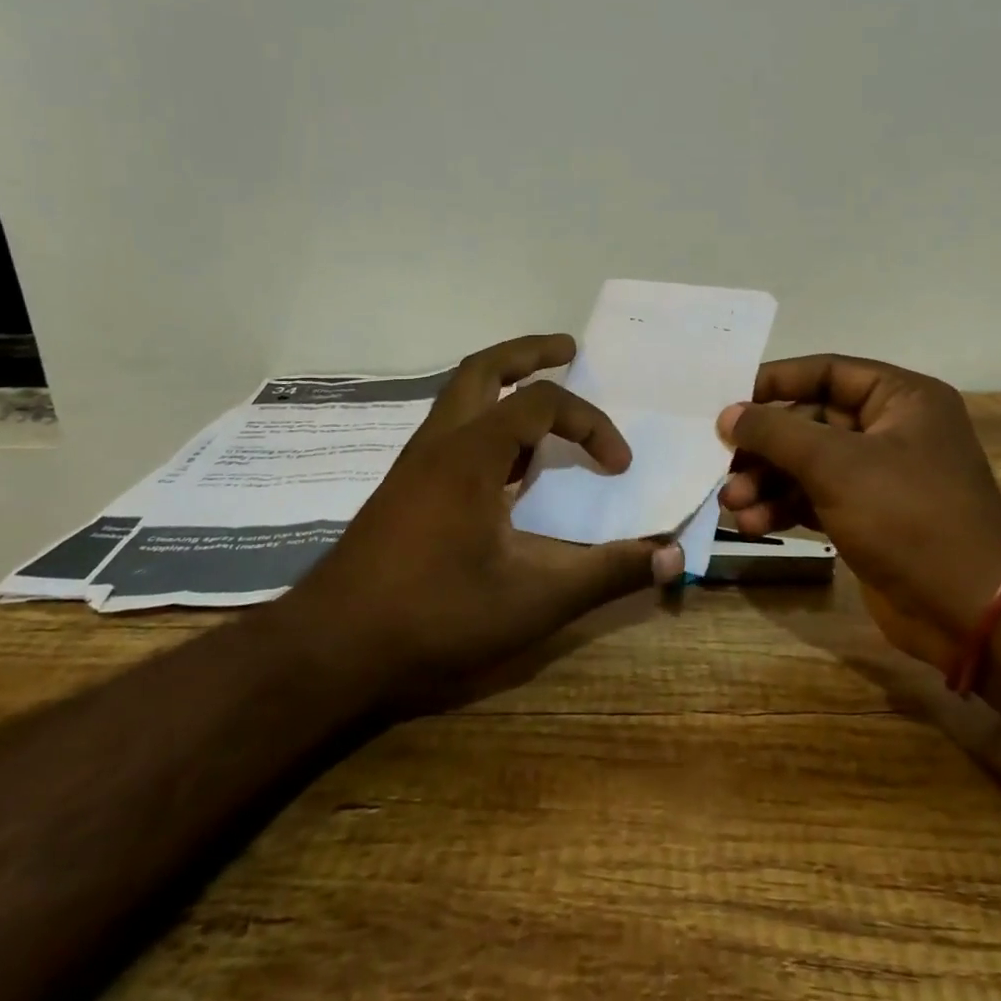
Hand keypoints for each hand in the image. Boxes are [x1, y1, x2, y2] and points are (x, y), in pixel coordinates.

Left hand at [292, 334, 682, 686]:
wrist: (329, 651)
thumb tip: (671, 555)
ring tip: (543, 408)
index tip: (618, 465)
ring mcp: (413, 466)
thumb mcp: (534, 600)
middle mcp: (439, 445)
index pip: (543, 405)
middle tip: (569, 349)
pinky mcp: (402, 491)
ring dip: (503, 387)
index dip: (591, 424)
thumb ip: (606, 573)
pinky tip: (504, 468)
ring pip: (460, 399)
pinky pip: (451, 434)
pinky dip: (486, 427)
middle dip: (530, 353)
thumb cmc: (434, 616)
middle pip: (483, 370)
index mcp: (471, 454)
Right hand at [717, 355, 1000, 675]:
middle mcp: (893, 430)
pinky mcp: (869, 518)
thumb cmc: (907, 516)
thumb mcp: (836, 465)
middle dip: (766, 447)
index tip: (728, 399)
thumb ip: (776, 433)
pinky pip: (816, 499)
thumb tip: (728, 415)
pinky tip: (753, 525)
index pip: (827, 372)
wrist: (967, 610)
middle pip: (811, 422)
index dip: (775, 382)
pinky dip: (784, 508)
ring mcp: (881, 477)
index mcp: (902, 398)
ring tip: (732, 504)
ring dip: (768, 482)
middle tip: (723, 463)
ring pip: (809, 465)